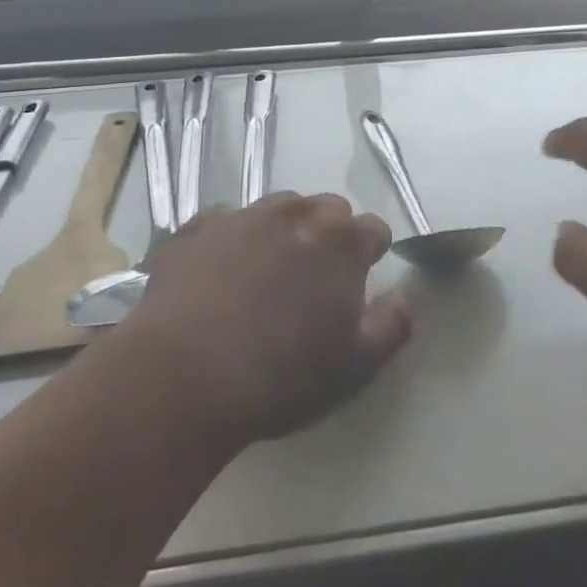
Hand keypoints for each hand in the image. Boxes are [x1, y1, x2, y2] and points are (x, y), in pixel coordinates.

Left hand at [117, 192, 411, 444]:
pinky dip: (232, 238)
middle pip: (327, 209)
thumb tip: (405, 297)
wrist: (181, 379)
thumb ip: (393, 325)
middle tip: (314, 279)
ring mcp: (241, 217)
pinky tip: (219, 273)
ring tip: (267, 272)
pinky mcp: (194, 229)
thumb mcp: (356, 366)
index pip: (374, 230)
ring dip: (284, 230)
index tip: (359, 284)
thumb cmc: (281, 377)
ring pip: (278, 208)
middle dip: (330, 235)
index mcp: (341, 243)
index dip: (371, 255)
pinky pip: (224, 221)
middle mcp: (295, 215)